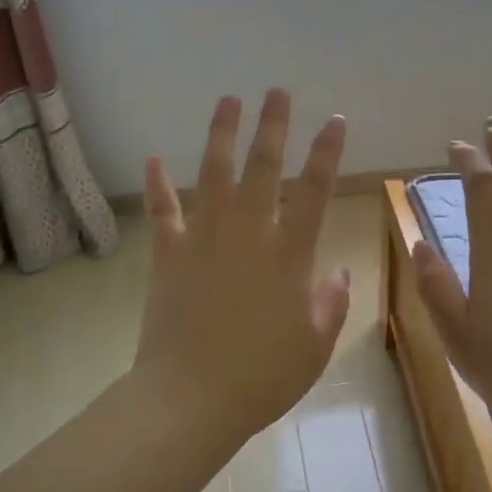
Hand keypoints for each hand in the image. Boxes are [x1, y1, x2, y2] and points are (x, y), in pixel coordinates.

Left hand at [131, 90, 351, 453]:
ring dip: (221, 135)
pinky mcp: (169, 257)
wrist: (191, 399)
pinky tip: (152, 158)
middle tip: (277, 91)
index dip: (327, 153)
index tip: (336, 121)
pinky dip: (158, 186)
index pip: (315, 192)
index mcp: (289, 256)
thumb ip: (332, 304)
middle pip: (263, 169)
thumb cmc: (262, 377)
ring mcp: (204, 241)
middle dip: (273, 126)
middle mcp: (248, 236)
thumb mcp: (315, 346)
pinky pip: (164, 213)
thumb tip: (339, 272)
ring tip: (228, 100)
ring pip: (214, 176)